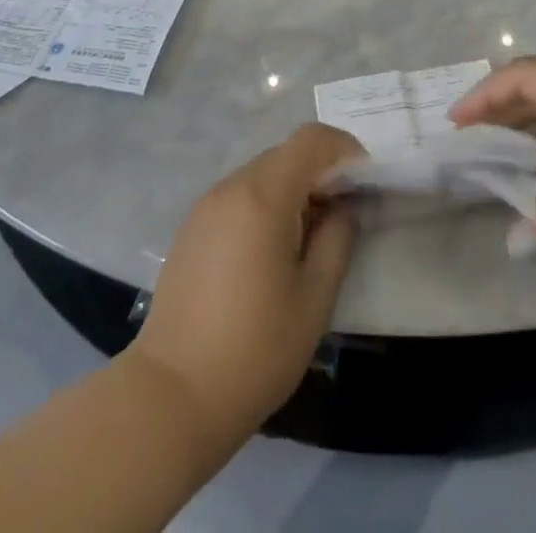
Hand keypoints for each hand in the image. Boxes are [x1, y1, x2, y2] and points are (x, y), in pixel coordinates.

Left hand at [129, 124, 363, 440]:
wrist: (171, 396)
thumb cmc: (254, 349)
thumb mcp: (315, 299)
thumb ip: (337, 239)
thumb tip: (343, 207)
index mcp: (263, 196)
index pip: (310, 140)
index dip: (344, 148)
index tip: (365, 180)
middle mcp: (231, 188)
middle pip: (285, 155)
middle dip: (320, 172)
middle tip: (342, 214)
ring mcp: (206, 207)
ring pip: (261, 175)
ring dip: (292, 190)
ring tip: (309, 239)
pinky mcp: (191, 229)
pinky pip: (239, 197)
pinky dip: (265, 206)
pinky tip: (271, 253)